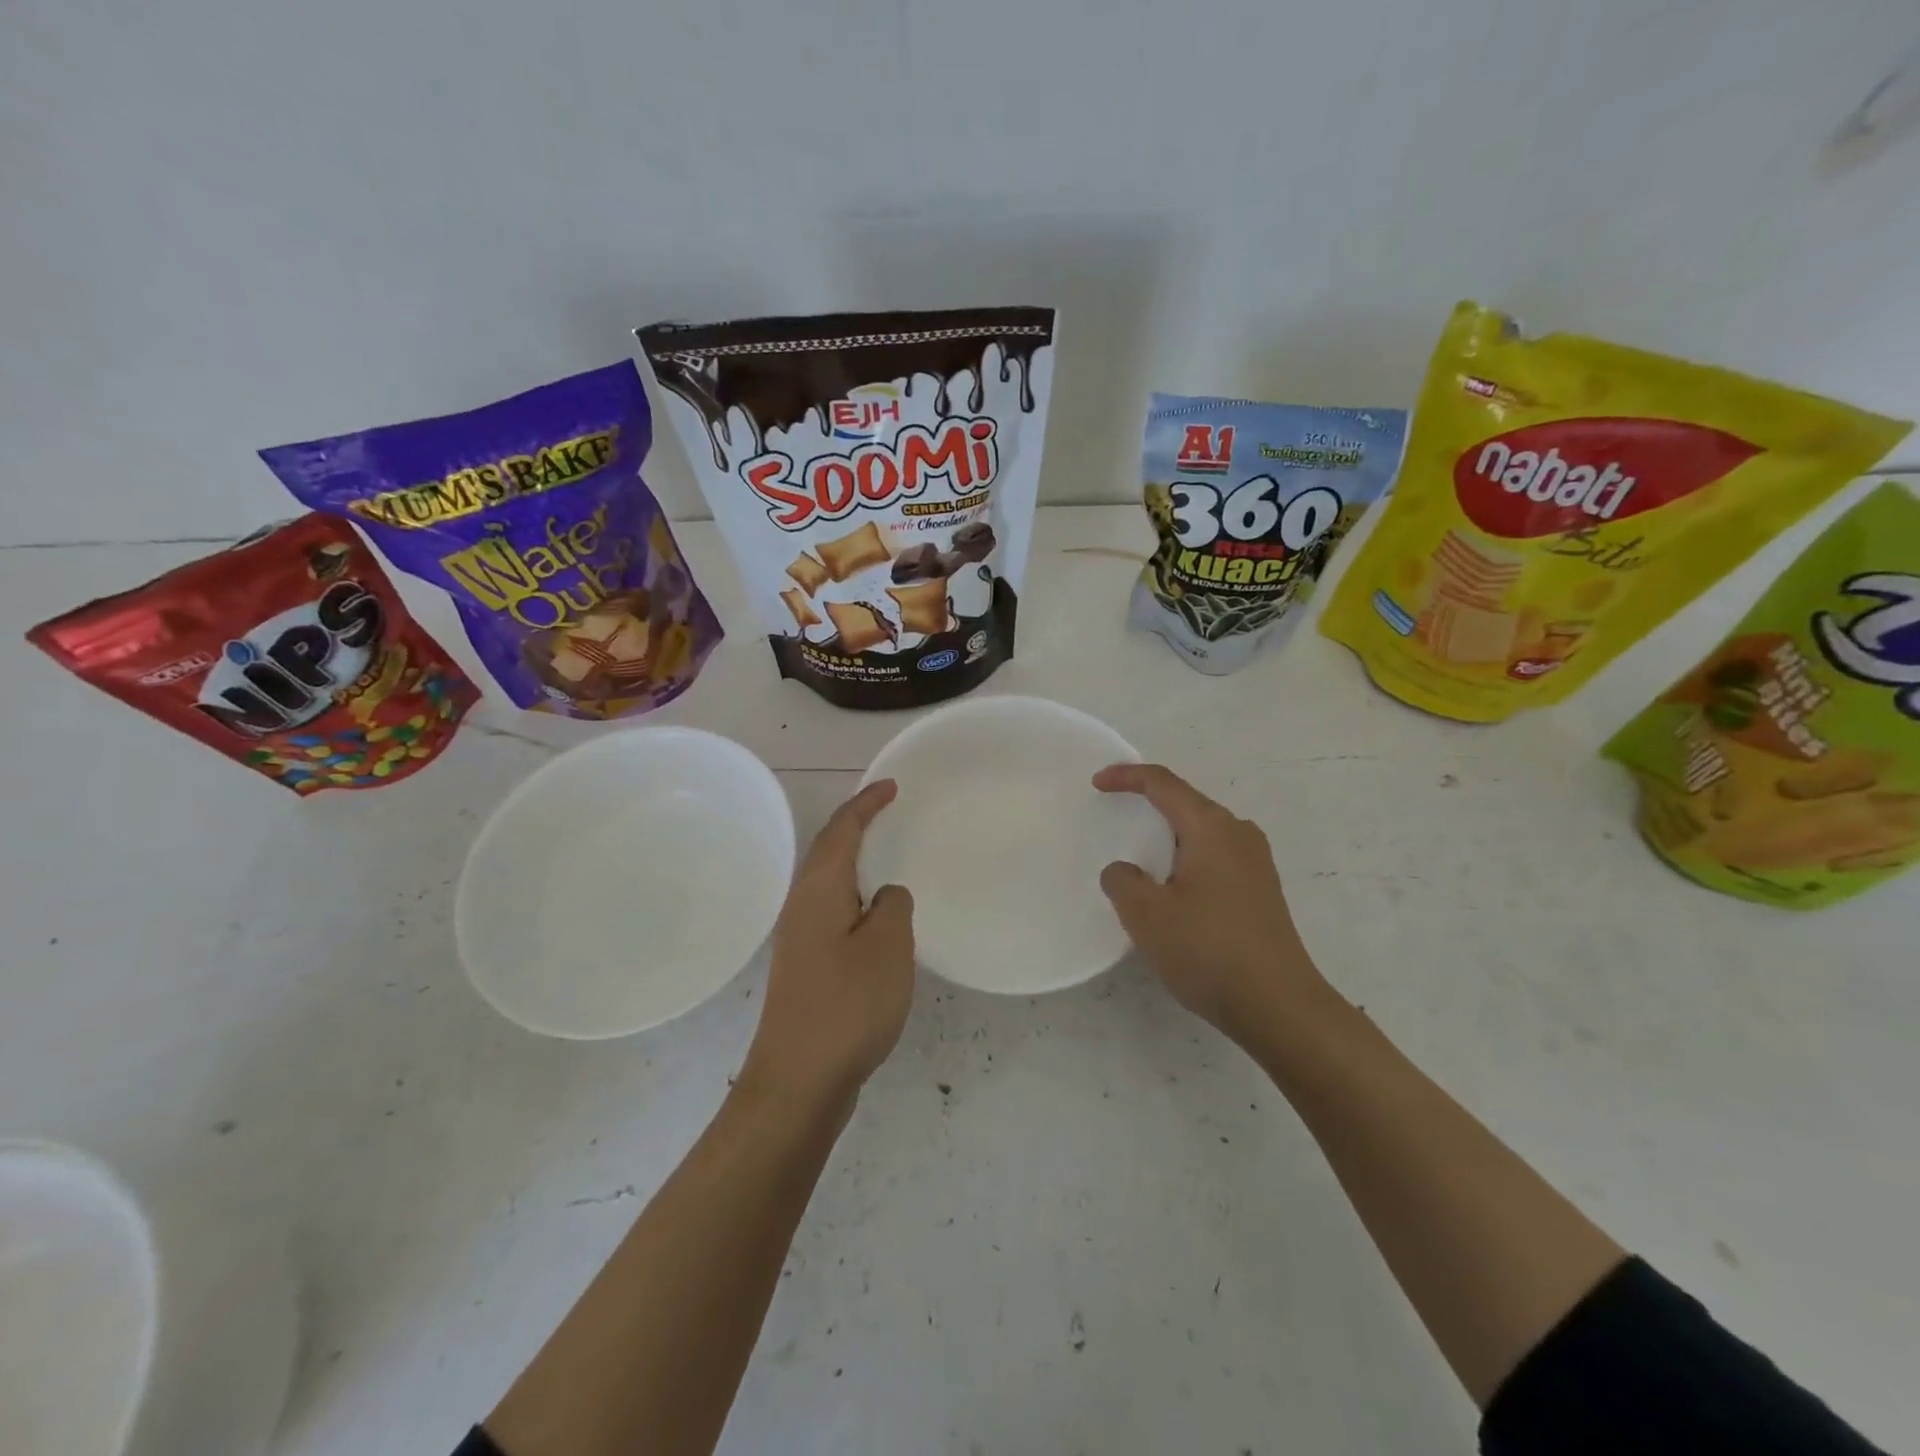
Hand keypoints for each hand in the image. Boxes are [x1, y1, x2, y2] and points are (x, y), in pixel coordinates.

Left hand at [741, 780, 914, 1110]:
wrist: (798, 1081)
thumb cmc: (847, 1005)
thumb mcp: (887, 946)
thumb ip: (892, 907)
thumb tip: (884, 896)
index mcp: (820, 890)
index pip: (842, 830)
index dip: (866, 804)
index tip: (891, 786)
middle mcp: (803, 906)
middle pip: (830, 851)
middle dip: (857, 827)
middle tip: (890, 813)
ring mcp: (801, 939)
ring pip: (831, 884)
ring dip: (856, 864)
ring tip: (887, 858)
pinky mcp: (807, 968)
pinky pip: (836, 914)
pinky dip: (857, 900)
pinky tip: (878, 920)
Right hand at [1094, 763, 1329, 1043]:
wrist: (1279, 1007)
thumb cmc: (1208, 950)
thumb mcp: (1146, 914)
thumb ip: (1122, 881)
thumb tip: (1124, 871)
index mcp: (1211, 828)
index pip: (1164, 784)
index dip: (1127, 776)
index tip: (1097, 783)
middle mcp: (1239, 835)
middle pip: (1187, 804)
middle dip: (1149, 804)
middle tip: (1116, 814)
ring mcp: (1256, 864)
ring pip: (1202, 833)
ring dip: (1169, 836)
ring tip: (1140, 854)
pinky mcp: (1262, 892)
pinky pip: (1215, 858)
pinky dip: (1186, 860)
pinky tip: (1173, 889)